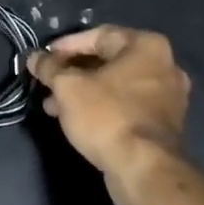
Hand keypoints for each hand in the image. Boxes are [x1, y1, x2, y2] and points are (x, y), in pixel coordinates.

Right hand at [28, 25, 190, 182]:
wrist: (144, 169)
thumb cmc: (106, 116)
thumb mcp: (68, 87)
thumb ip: (49, 67)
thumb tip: (34, 57)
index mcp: (147, 46)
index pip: (99, 35)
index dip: (67, 46)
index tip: (44, 58)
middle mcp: (164, 66)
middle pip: (108, 61)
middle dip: (73, 72)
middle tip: (47, 83)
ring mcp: (169, 97)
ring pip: (116, 86)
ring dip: (84, 92)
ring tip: (53, 106)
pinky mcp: (164, 124)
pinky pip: (127, 105)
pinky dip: (102, 107)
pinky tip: (75, 120)